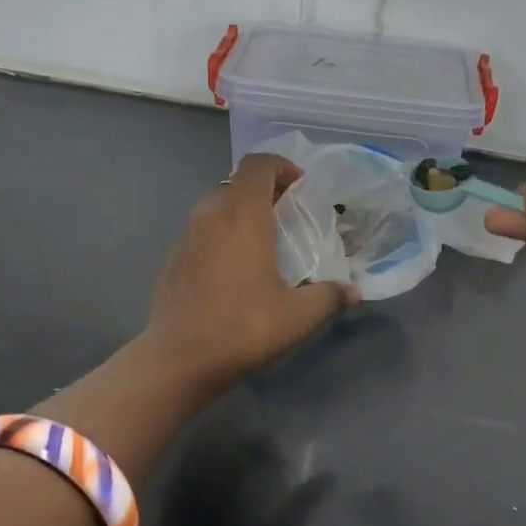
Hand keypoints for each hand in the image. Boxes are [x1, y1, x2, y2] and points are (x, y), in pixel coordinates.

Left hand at [143, 154, 357, 392]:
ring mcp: (186, 237)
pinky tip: (236, 271)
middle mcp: (210, 216)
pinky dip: (223, 234)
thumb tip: (352, 291)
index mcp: (242, 216)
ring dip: (242, 212)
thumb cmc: (242, 329)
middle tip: (289, 217)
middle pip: (238, 182)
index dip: (282, 166)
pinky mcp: (173, 259)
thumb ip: (330, 297)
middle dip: (266, 190)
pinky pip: (203, 230)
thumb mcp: (299, 317)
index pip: (258, 164)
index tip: (301, 189)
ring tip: (265, 243)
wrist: (178, 361)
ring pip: (217, 205)